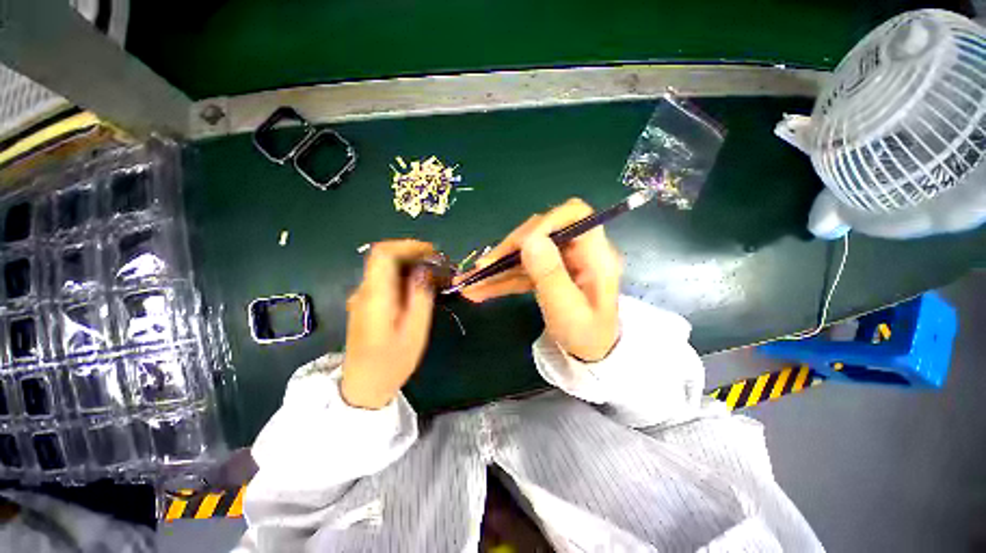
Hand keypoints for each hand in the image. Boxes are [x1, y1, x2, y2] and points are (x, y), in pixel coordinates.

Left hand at [341, 240, 436, 408]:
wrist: (363, 386)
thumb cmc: (392, 362)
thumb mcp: (415, 331)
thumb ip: (420, 296)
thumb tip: (424, 269)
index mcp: (375, 296)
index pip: (383, 253)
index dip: (408, 245)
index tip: (432, 252)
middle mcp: (364, 291)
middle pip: (385, 258)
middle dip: (414, 255)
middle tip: (438, 265)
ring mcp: (362, 297)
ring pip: (386, 268)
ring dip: (410, 265)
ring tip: (434, 276)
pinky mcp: (366, 303)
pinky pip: (385, 280)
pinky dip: (404, 276)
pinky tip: (419, 288)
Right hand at [457, 198, 621, 361]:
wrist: (589, 353)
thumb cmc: (585, 336)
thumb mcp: (567, 310)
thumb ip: (550, 275)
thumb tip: (529, 239)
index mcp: (594, 255)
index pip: (574, 215)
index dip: (545, 222)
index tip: (518, 244)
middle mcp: (577, 251)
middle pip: (541, 232)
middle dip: (510, 248)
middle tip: (483, 267)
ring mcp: (561, 261)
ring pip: (526, 251)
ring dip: (498, 265)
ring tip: (470, 282)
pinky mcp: (547, 272)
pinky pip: (523, 269)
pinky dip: (501, 279)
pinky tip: (478, 290)